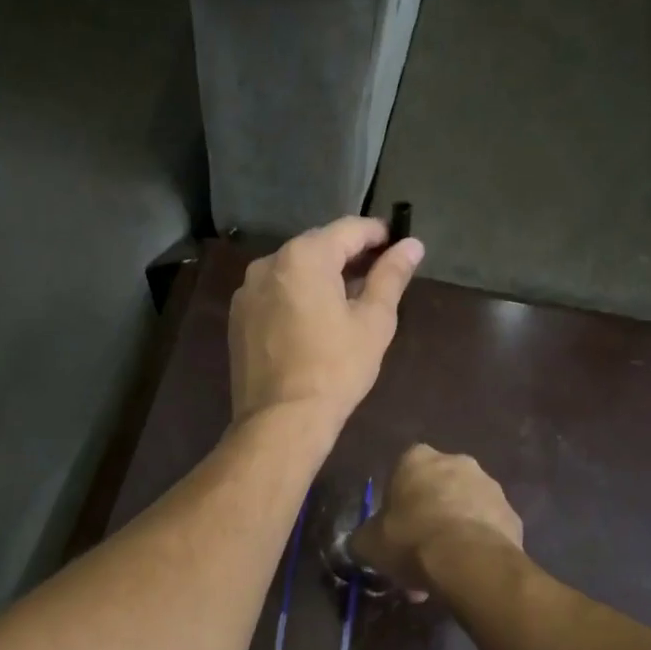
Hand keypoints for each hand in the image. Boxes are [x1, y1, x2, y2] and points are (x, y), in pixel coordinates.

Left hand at [228, 217, 423, 433]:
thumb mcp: (374, 321)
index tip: (398, 244)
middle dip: (349, 254)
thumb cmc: (336, 368)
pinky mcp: (238, 316)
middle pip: (318, 245)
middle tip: (378, 273)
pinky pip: (275, 292)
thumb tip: (412, 245)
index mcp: (304, 256)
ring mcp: (248, 290)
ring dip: (322, 274)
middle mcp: (269, 262)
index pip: (348, 229)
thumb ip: (391, 275)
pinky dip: (297, 294)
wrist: (280, 420)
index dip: (377, 233)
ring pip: (294, 269)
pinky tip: (314, 319)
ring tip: (349, 298)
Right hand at [351, 444, 523, 599]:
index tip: (393, 531)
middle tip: (417, 554)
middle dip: (427, 518)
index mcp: (417, 458)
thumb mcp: (369, 543)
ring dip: (452, 531)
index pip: (401, 472)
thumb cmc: (411, 540)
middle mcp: (456, 461)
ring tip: (443, 571)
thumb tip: (360, 544)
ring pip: (463, 509)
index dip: (396, 503)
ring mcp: (489, 486)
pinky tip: (466, 572)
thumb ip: (362, 538)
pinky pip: (486, 529)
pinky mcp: (512, 514)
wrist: (469, 562)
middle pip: (435, 490)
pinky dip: (476, 545)